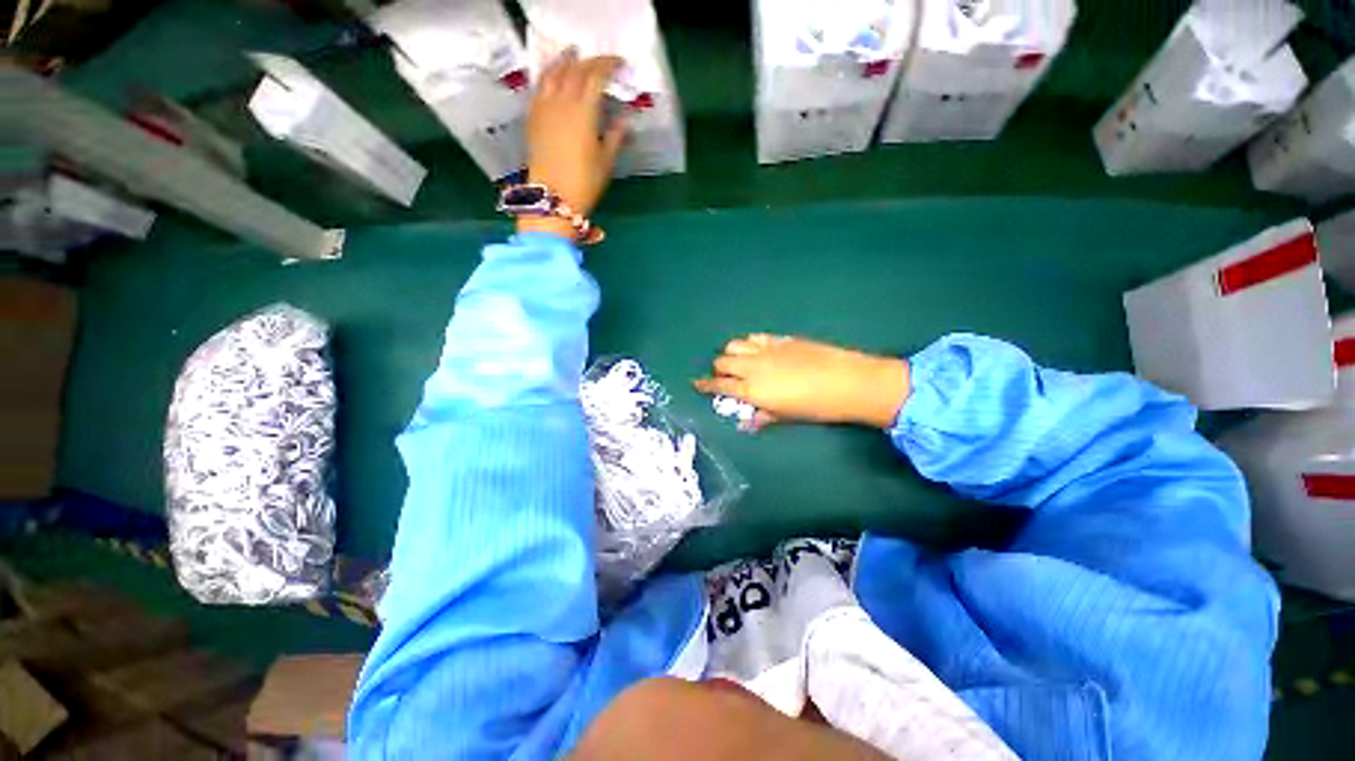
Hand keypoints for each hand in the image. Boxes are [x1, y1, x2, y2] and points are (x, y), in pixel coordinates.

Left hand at [519, 50, 627, 237]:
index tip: (620, 64)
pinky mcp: (533, 117)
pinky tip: (553, 77)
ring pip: (553, 72)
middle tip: (601, 62)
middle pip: (575, 69)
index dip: (609, 64)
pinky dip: (549, 75)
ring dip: (565, 61)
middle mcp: (562, 101)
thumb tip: (625, 119)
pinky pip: (540, 86)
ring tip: (572, 55)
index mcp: (584, 110)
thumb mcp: (606, 161)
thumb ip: (615, 136)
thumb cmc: (584, 182)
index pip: (596, 75)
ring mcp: (544, 107)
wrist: (552, 197)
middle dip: (590, 61)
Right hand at [694, 335, 910, 430]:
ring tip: (740, 362)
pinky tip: (757, 350)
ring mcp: (766, 349)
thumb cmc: (815, 407)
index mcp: (751, 389)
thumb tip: (746, 422)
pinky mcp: (781, 339)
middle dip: (718, 370)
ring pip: (734, 344)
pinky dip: (750, 343)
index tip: (696, 384)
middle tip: (726, 377)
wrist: (847, 382)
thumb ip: (761, 417)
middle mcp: (752, 366)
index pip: (718, 385)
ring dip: (731, 353)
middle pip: (722, 361)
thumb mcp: (786, 416)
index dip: (704, 385)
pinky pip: (755, 336)